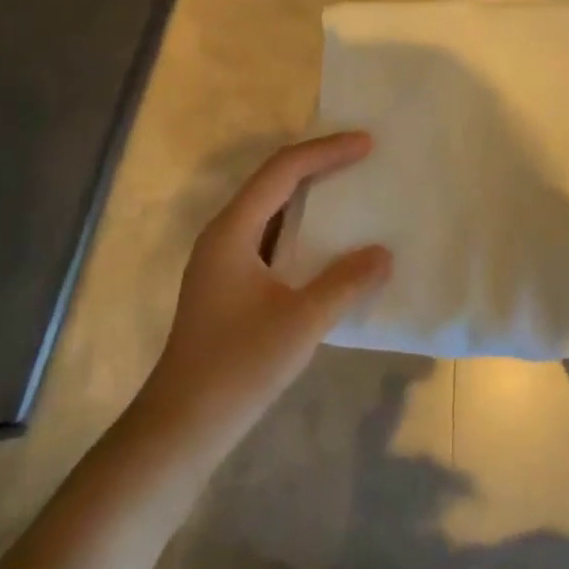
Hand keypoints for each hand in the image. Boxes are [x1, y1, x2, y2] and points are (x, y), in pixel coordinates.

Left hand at [137, 133, 390, 449]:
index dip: (326, 151)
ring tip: (351, 191)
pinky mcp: (229, 286)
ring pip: (271, 212)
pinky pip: (271, 240)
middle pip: (273, 183)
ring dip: (310, 198)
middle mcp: (223, 236)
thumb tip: (383, 253)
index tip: (366, 143)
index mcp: (232, 232)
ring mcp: (223, 262)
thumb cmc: (239, 366)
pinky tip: (328, 246)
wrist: (184, 424)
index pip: (282, 171)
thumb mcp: (302, 321)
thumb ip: (345, 282)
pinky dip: (302, 232)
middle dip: (318, 165)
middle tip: (362, 157)